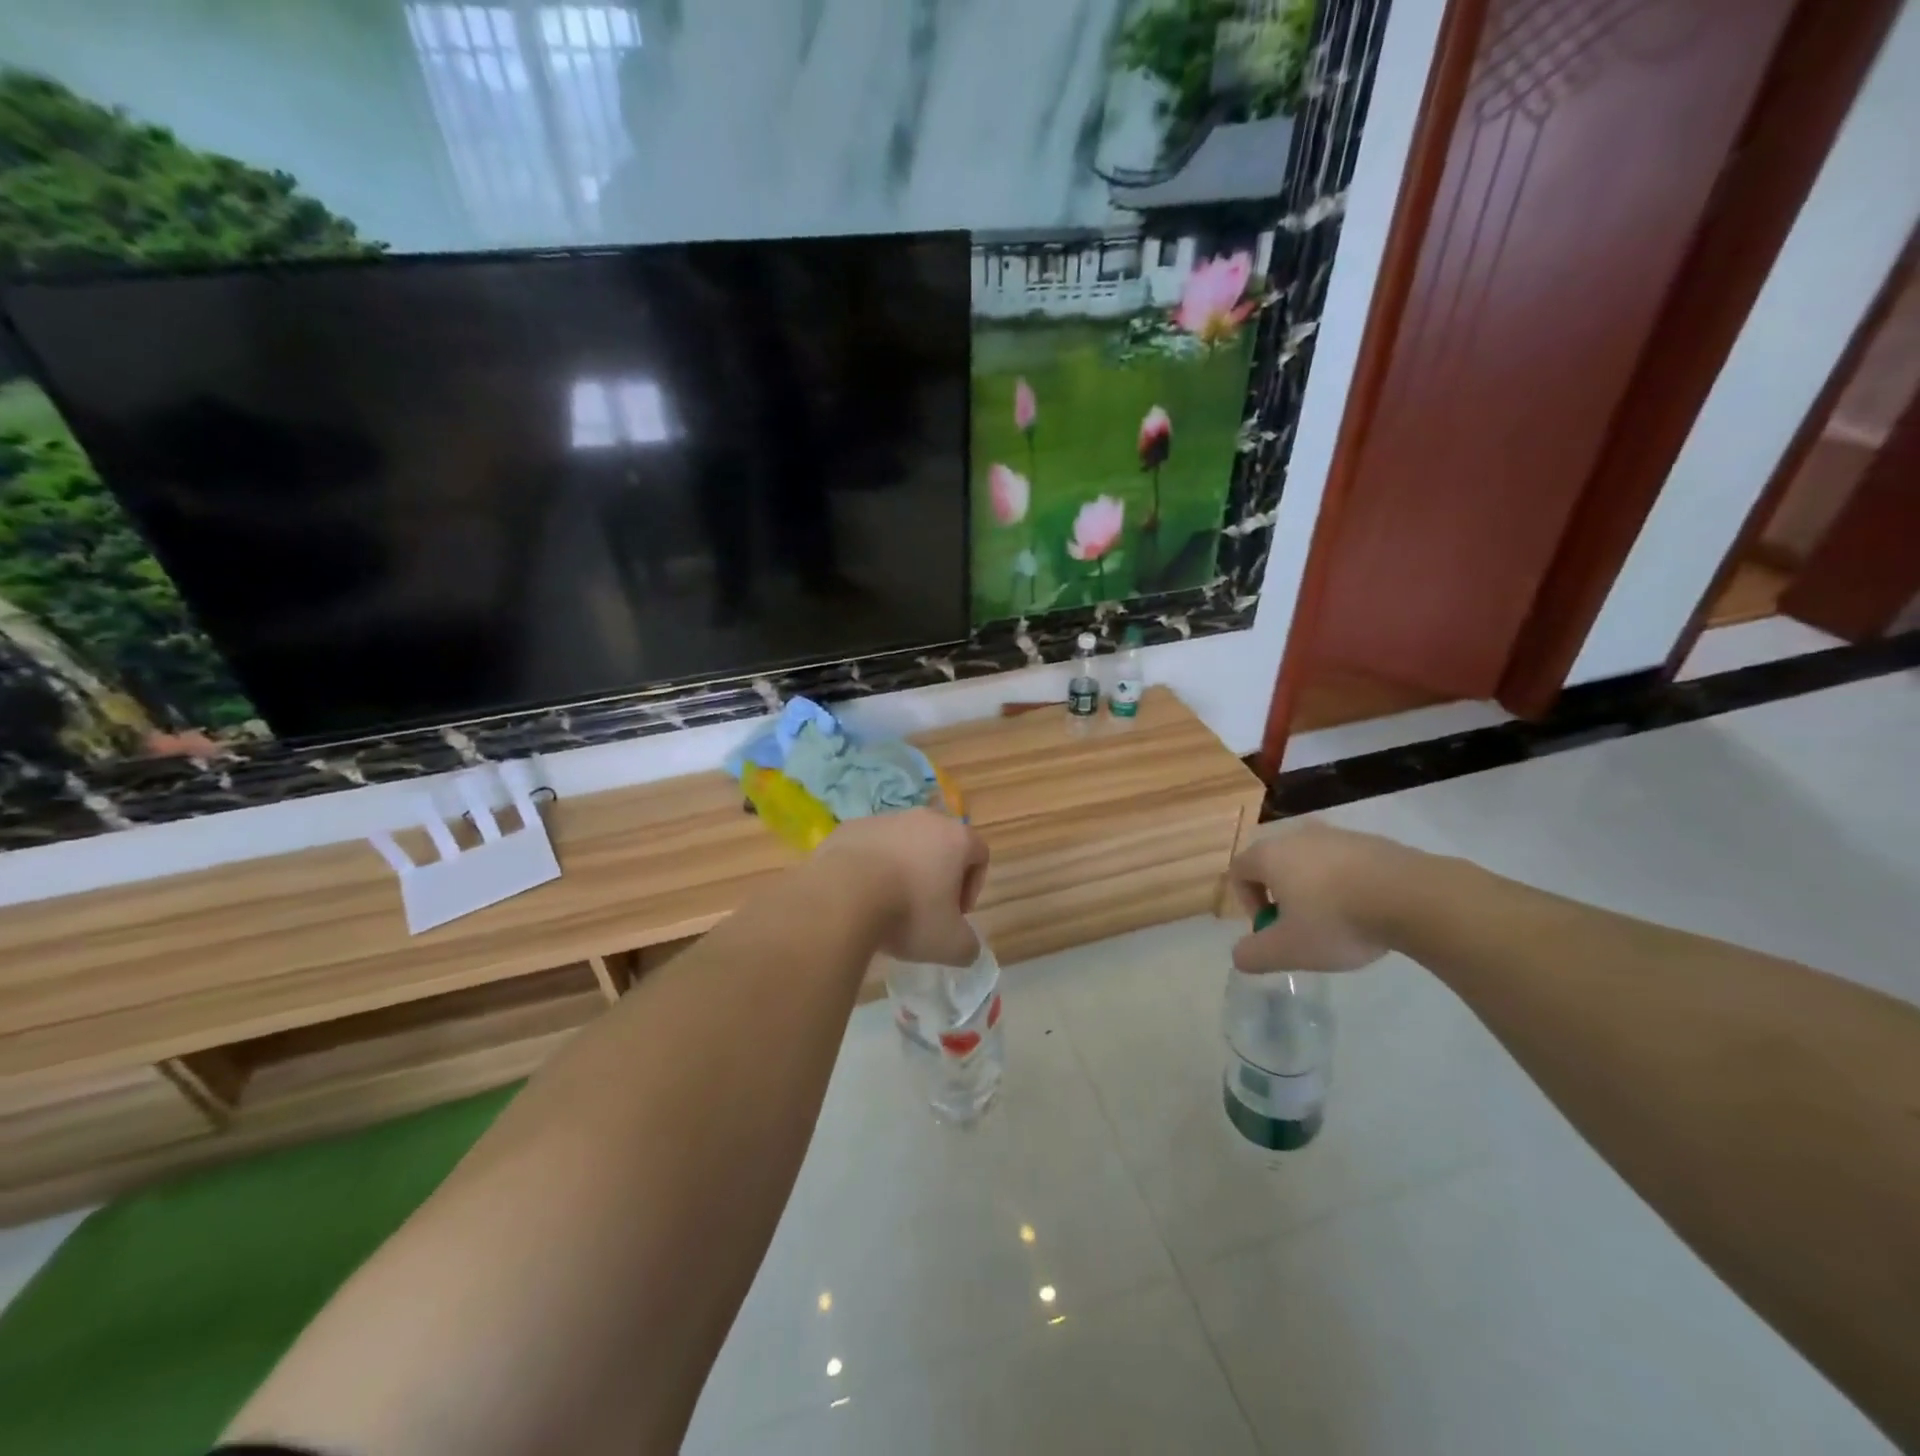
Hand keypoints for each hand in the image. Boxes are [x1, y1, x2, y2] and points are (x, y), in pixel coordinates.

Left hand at [817, 808, 989, 965]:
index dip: (972, 887)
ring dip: (901, 870)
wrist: (841, 897)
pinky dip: (869, 868)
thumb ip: (967, 945)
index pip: (979, 854)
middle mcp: (923, 819)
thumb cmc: (908, 913)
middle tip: (924, 910)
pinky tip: (859, 895)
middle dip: (936, 876)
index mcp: (955, 837)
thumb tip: (964, 945)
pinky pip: (869, 847)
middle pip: (939, 845)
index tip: (954, 915)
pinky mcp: (850, 827)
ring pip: (902, 844)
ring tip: (886, 904)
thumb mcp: (950, 944)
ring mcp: (884, 819)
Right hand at [1229, 823, 1420, 973]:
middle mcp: (1298, 836)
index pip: (1239, 871)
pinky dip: (1347, 884)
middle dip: (1282, 896)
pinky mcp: (1373, 841)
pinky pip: (1346, 863)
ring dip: (1315, 890)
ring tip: (1339, 922)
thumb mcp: (1289, 950)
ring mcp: (1338, 835)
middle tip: (1302, 928)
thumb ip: (1254, 954)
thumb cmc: (1337, 920)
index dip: (1247, 902)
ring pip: (1312, 863)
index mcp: (1270, 855)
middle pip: (1275, 864)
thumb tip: (1239, 956)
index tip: (1271, 928)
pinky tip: (1368, 911)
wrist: (1413, 897)